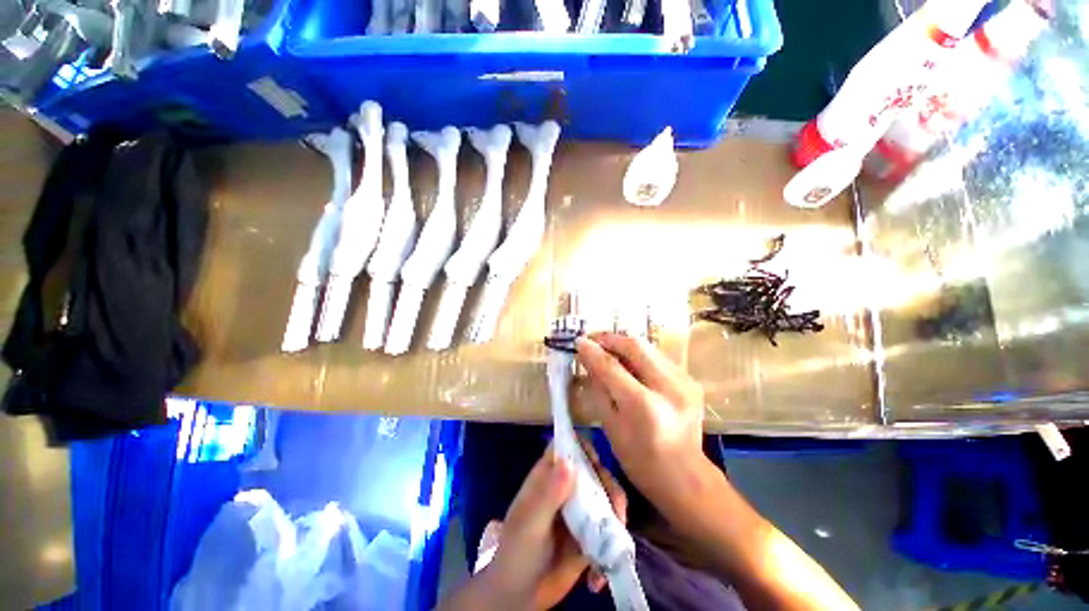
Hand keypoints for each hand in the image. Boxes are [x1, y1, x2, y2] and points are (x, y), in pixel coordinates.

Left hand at [476, 442, 626, 609]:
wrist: (519, 596)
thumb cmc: (517, 552)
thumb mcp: (530, 523)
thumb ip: (548, 494)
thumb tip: (568, 462)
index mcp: (548, 476)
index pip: (566, 447)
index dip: (582, 447)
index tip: (596, 462)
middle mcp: (567, 488)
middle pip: (595, 471)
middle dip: (609, 486)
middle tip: (616, 511)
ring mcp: (581, 511)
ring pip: (607, 498)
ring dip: (617, 516)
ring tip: (614, 543)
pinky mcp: (591, 535)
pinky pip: (610, 530)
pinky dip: (612, 547)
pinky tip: (597, 577)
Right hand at [576, 332, 707, 512]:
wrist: (685, 477)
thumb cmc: (640, 460)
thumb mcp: (611, 427)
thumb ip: (598, 389)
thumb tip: (587, 359)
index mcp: (644, 406)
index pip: (612, 367)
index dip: (592, 351)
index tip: (578, 341)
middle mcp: (668, 387)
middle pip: (635, 346)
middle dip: (610, 338)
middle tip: (592, 339)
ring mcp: (684, 382)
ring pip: (648, 347)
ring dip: (624, 344)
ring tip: (607, 348)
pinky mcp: (690, 381)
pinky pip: (658, 357)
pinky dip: (639, 355)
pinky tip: (628, 362)